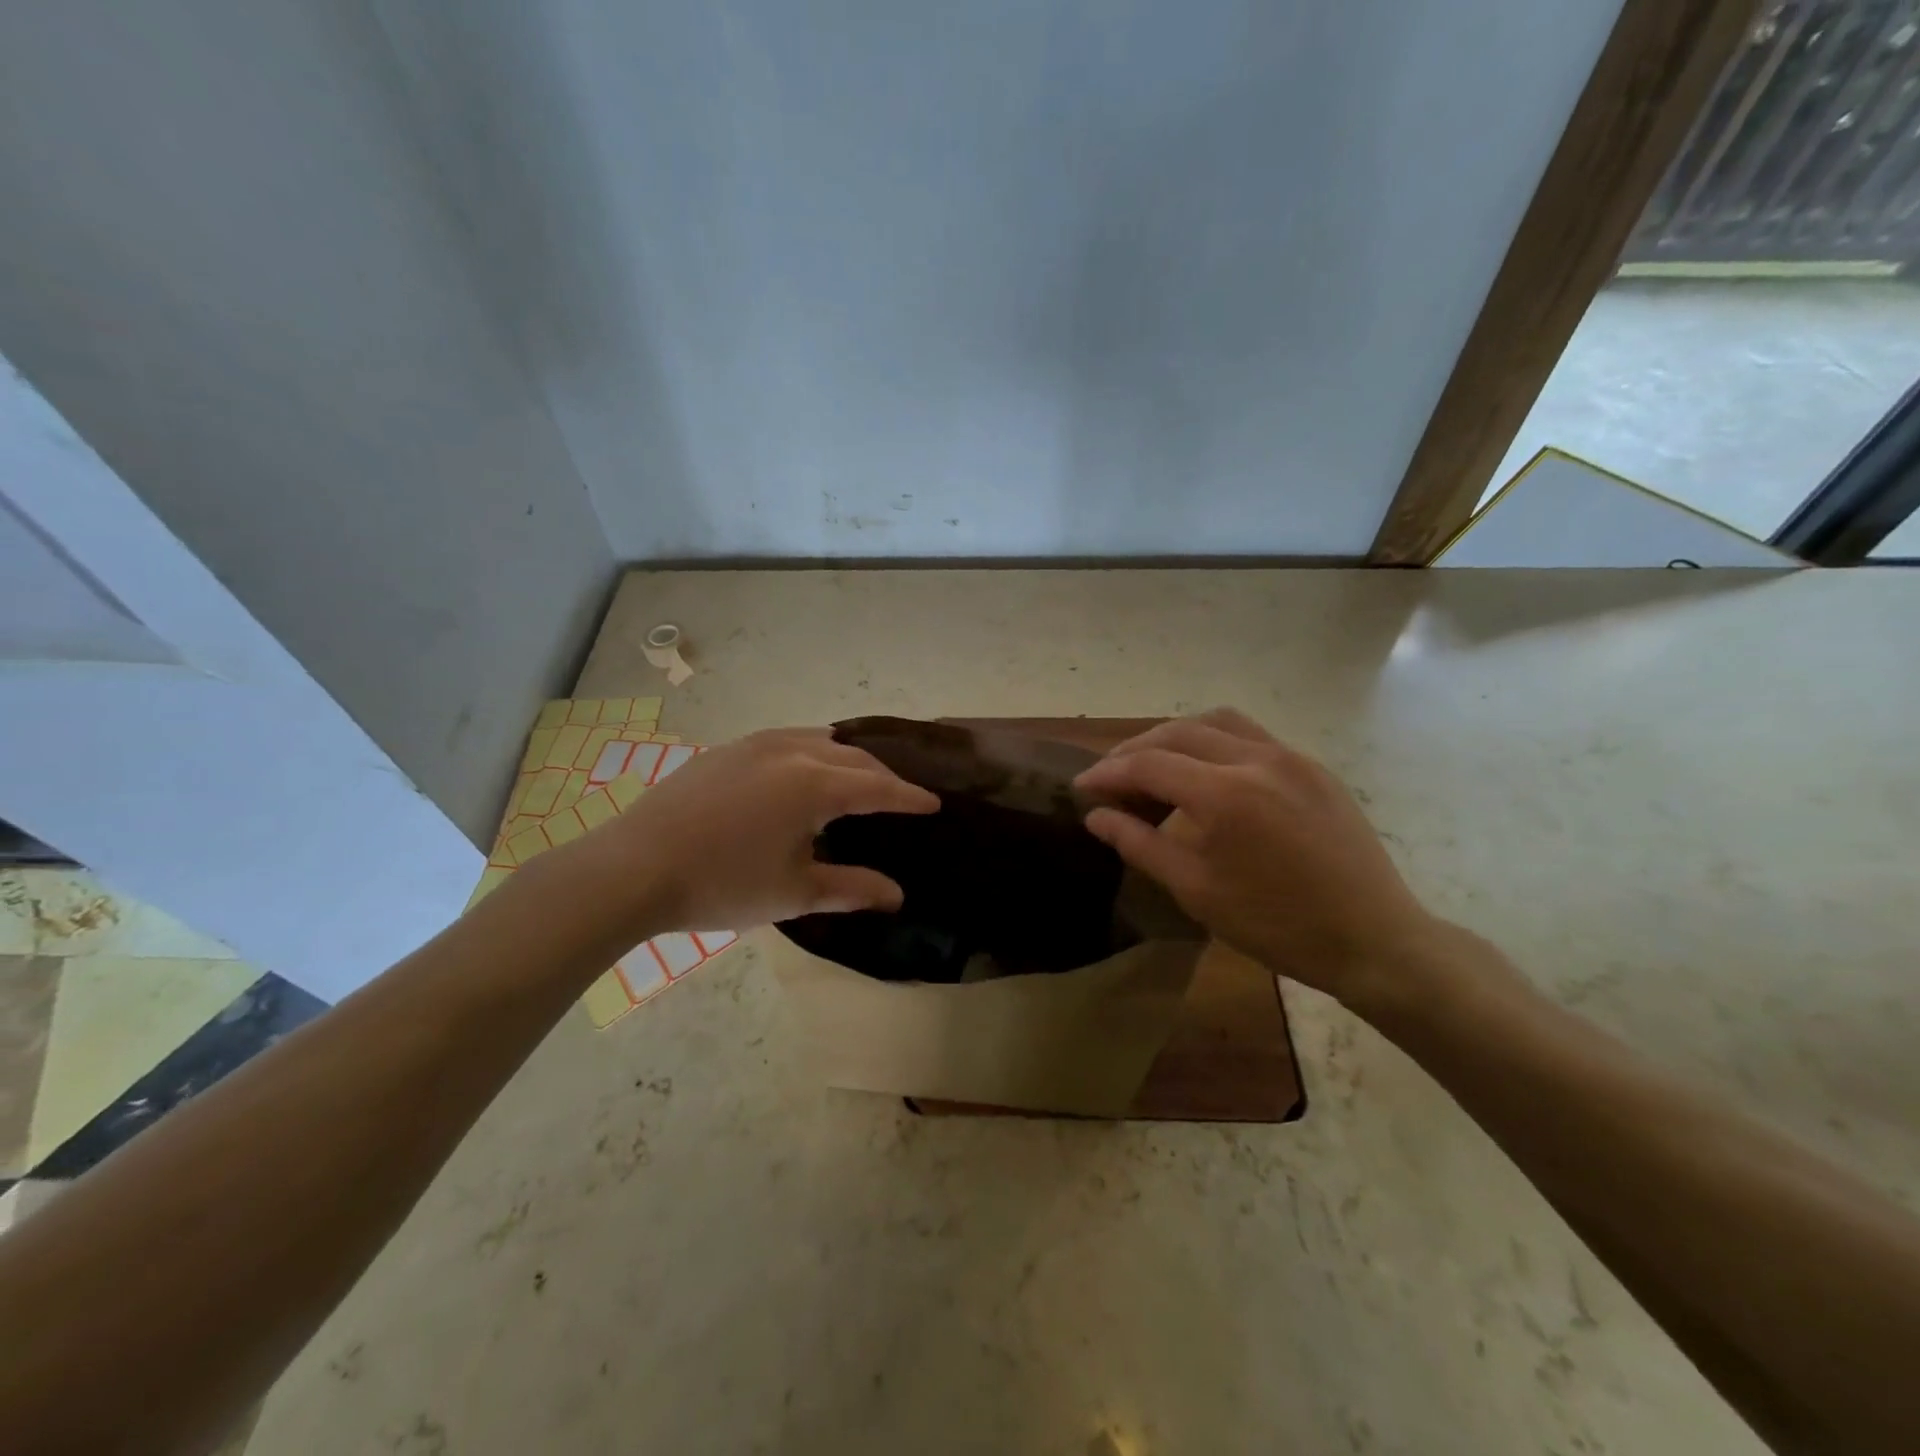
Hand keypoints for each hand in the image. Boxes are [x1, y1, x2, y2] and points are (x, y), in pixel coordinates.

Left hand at [596, 728, 937, 933]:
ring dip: (848, 758)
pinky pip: (787, 740)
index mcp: (815, 784)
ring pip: (819, 740)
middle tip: (900, 796)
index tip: (933, 803)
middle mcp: (792, 751)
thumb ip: (853, 888)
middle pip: (853, 757)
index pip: (878, 787)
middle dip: (882, 776)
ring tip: (859, 778)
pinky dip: (812, 752)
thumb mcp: (795, 893)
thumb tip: (898, 895)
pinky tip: (804, 771)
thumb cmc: (722, 884)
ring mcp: (755, 744)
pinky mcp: (727, 749)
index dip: (909, 797)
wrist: (634, 867)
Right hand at [1074, 709, 1440, 1009]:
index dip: (1108, 773)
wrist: (1373, 939)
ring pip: (1218, 721)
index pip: (1148, 764)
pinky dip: (1215, 741)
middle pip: (1178, 731)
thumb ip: (1140, 844)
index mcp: (1224, 794)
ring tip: (1155, 763)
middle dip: (1135, 749)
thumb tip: (1096, 816)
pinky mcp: (1314, 767)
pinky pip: (1252, 735)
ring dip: (1176, 734)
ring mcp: (1291, 757)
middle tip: (1111, 775)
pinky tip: (1208, 772)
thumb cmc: (1276, 924)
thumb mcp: (1196, 891)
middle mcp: (1256, 759)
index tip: (1082, 787)